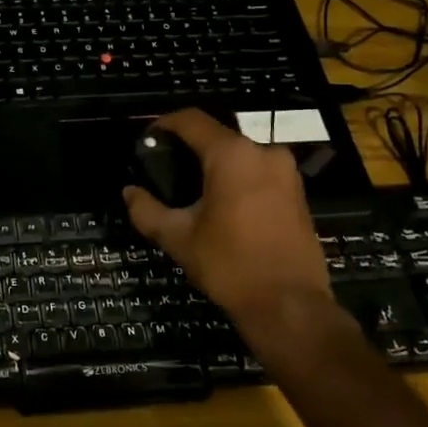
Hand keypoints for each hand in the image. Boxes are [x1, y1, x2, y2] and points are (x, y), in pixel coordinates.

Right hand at [122, 109, 349, 347]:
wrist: (289, 305)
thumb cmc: (229, 265)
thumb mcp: (178, 238)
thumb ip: (147, 210)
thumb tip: (129, 192)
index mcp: (232, 155)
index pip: (192, 120)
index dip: (165, 123)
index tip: (147, 138)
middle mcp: (264, 152)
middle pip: (217, 136)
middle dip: (189, 148)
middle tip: (165, 169)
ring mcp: (286, 172)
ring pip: (240, 155)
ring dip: (215, 165)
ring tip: (191, 190)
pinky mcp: (298, 193)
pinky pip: (259, 172)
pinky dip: (237, 179)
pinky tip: (221, 204)